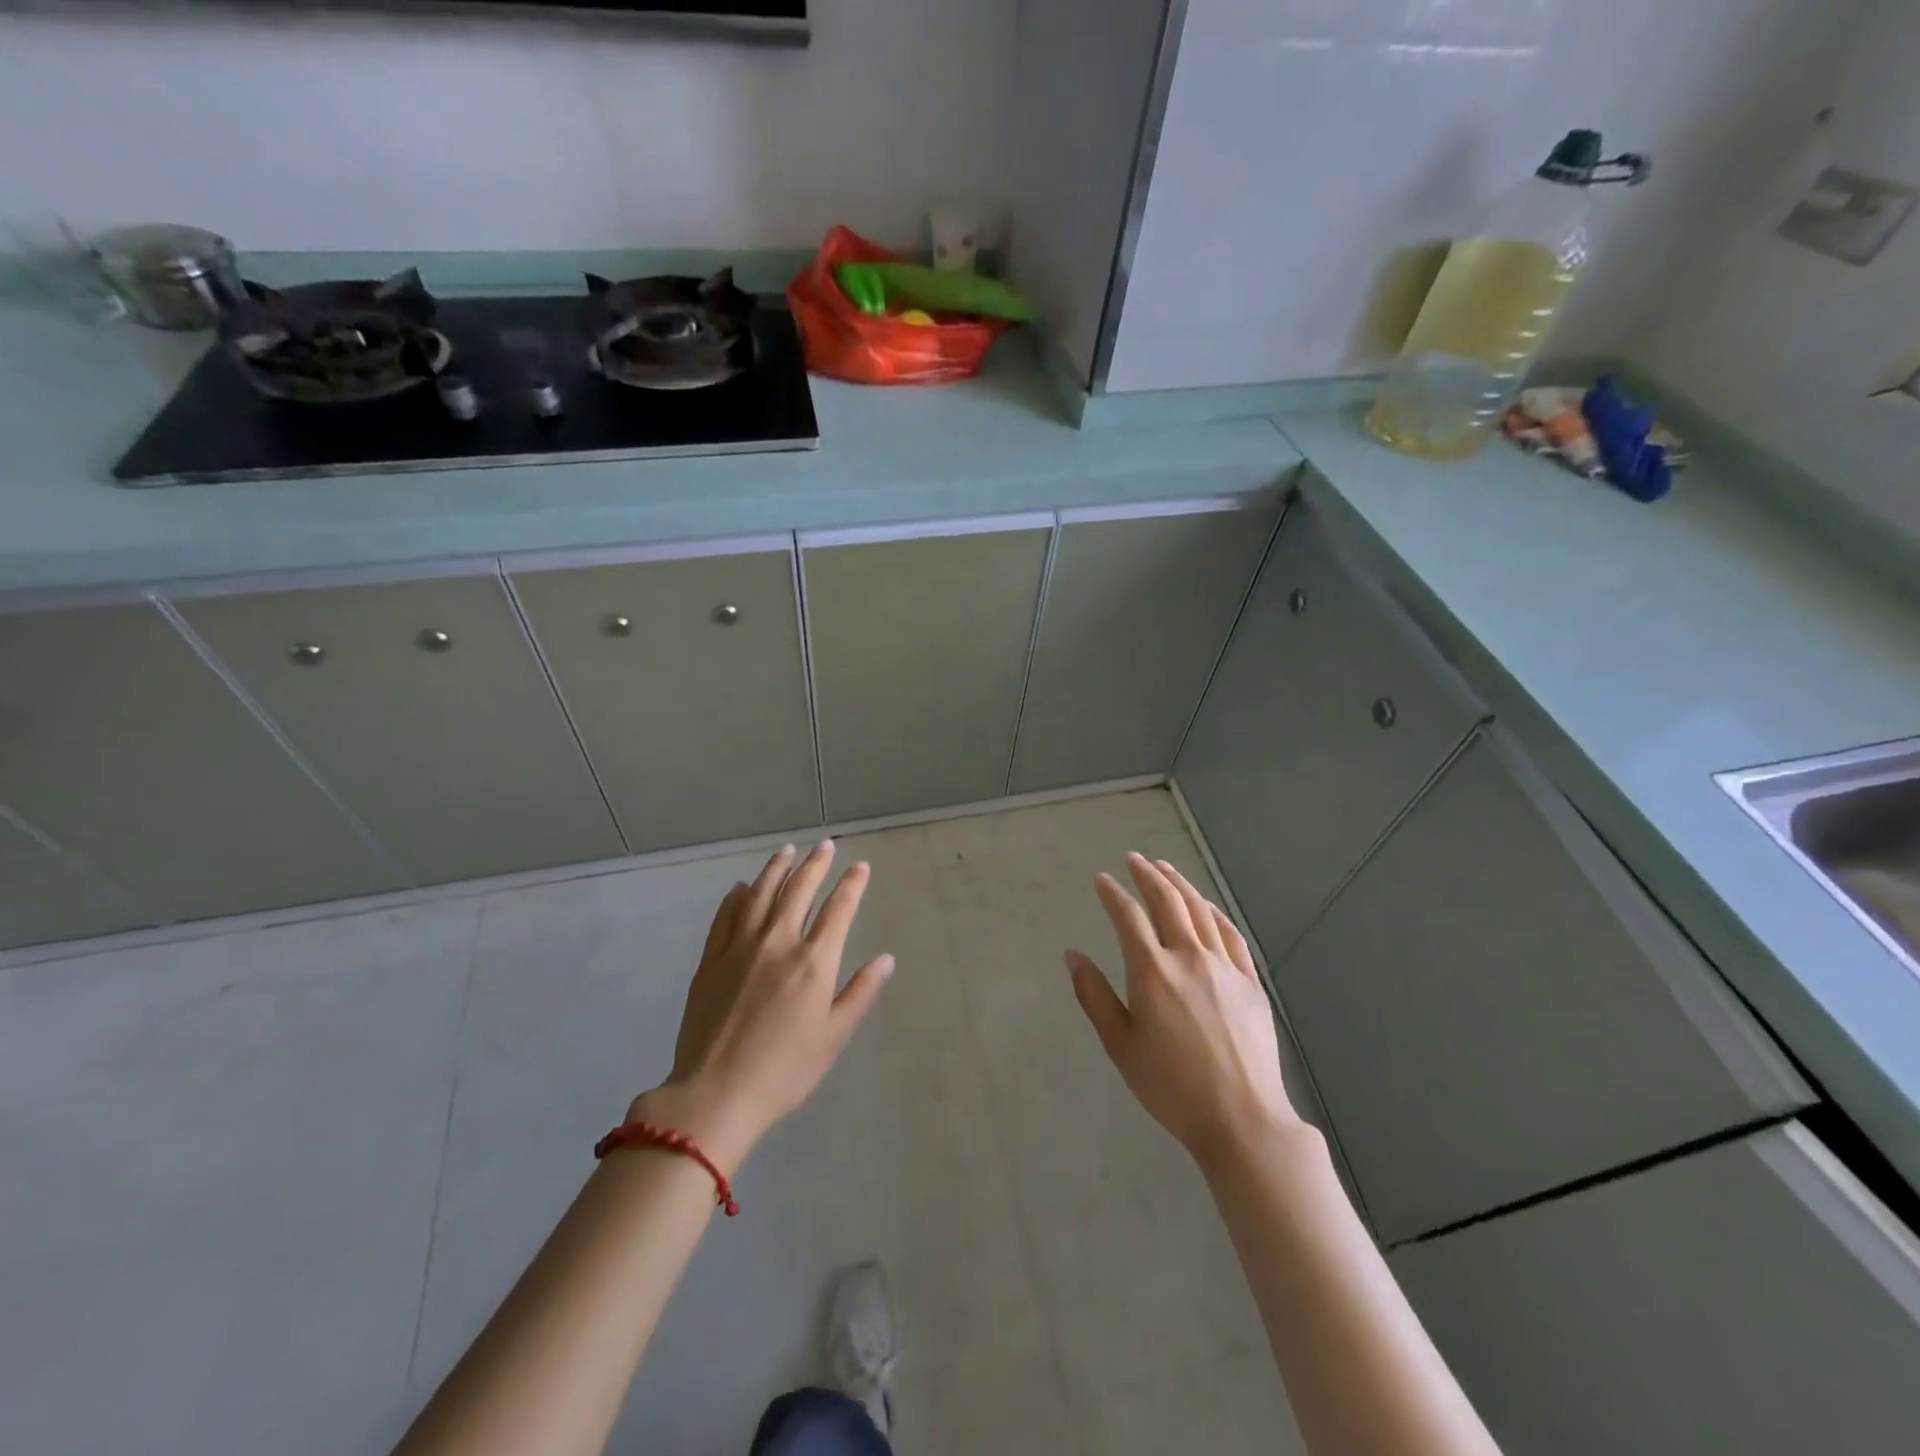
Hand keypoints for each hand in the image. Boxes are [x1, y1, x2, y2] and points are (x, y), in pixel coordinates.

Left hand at [632, 841, 892, 1170]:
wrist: (715, 1094)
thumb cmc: (784, 1071)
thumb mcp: (833, 1037)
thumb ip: (860, 993)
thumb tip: (886, 959)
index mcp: (812, 962)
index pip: (838, 910)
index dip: (852, 884)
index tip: (860, 866)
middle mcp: (777, 943)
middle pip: (799, 891)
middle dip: (815, 865)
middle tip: (825, 845)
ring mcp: (739, 948)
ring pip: (761, 894)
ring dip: (777, 869)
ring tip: (787, 850)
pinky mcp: (711, 960)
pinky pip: (725, 916)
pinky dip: (737, 896)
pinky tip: (743, 886)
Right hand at [1067, 854, 1303, 1171]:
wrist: (1241, 1118)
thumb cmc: (1170, 1086)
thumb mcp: (1120, 1045)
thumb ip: (1094, 995)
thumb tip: (1072, 955)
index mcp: (1152, 971)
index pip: (1128, 916)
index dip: (1112, 893)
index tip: (1101, 879)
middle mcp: (1189, 957)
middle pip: (1167, 901)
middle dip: (1148, 875)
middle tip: (1134, 859)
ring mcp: (1225, 966)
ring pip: (1200, 910)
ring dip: (1180, 884)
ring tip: (1165, 868)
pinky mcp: (1250, 982)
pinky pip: (1231, 934)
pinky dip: (1213, 912)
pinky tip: (1206, 906)